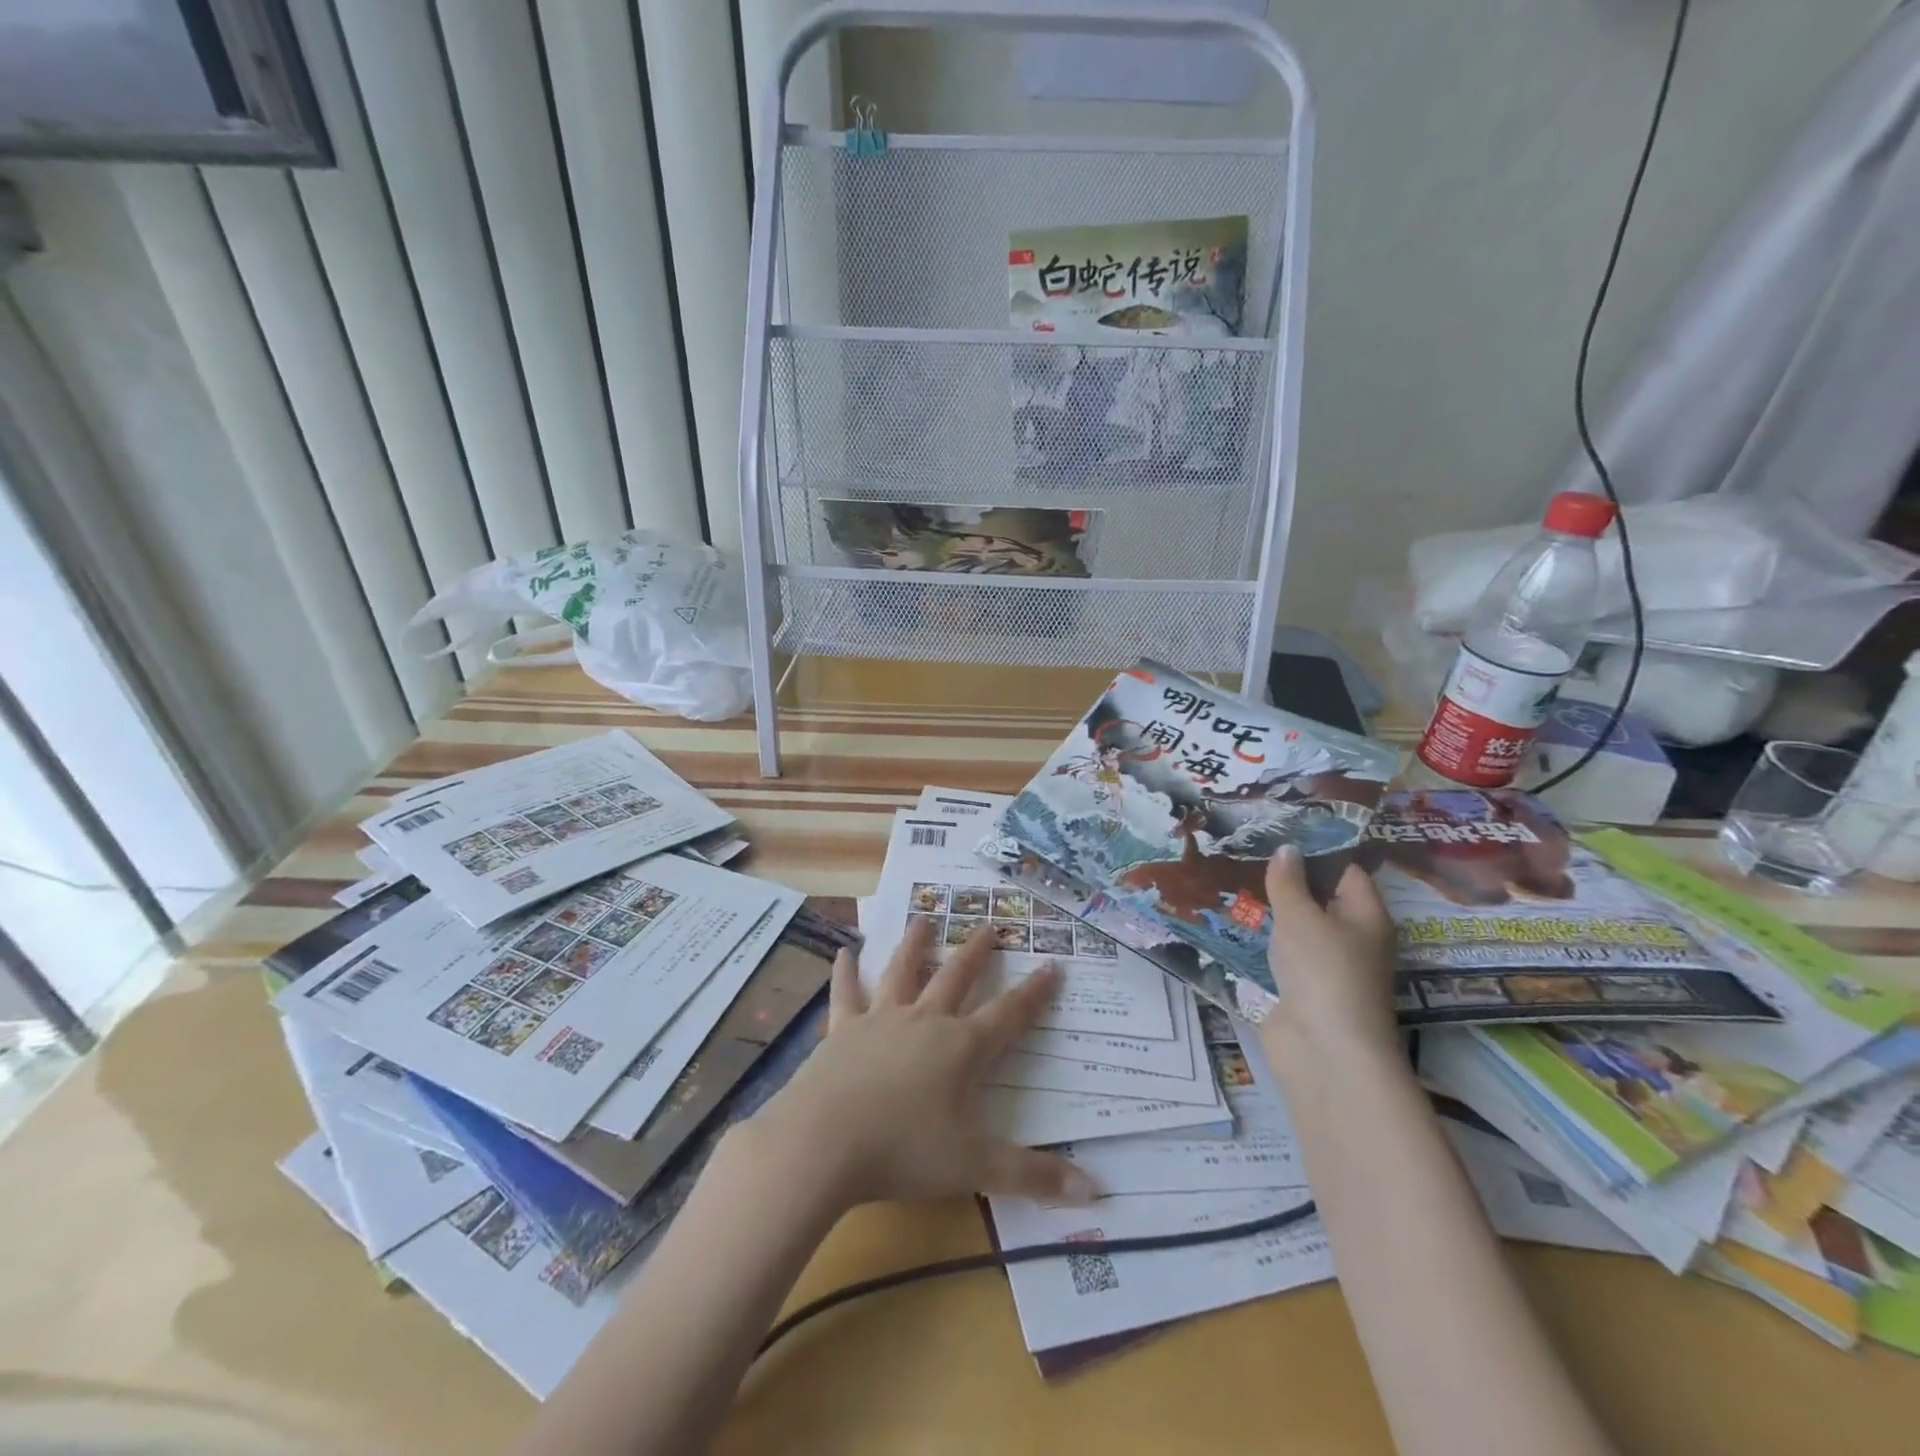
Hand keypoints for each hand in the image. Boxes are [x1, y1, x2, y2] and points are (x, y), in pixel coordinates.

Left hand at [746, 919, 1098, 1212]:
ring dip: (915, 944)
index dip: (1034, 992)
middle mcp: (925, 1021)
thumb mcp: (975, 1168)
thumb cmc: (904, 1153)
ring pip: (902, 971)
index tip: (1052, 965)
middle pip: (956, 977)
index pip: (1008, 1014)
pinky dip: (845, 971)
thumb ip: (1033, 1176)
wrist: (824, 1142)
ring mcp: (881, 1020)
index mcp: (960, 1048)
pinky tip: (844, 950)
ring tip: (924, 919)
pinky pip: (845, 993)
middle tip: (989, 926)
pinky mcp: (843, 1030)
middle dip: (976, 952)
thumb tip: (1095, 1192)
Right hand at [1257, 845, 1398, 1068]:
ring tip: (1234, 879)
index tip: (1280, 830)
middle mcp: (1353, 938)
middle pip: (1322, 898)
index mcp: (1367, 915)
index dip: (1318, 850)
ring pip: (1299, 927)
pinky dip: (1263, 940)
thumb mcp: (1301, 916)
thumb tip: (1286, 849)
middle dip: (1288, 879)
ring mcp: (1327, 966)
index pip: (1347, 871)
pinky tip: (1235, 922)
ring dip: (1272, 910)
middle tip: (1248, 851)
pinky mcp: (1302, 989)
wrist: (1323, 1050)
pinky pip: (1282, 953)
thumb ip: (1289, 881)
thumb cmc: (1323, 971)